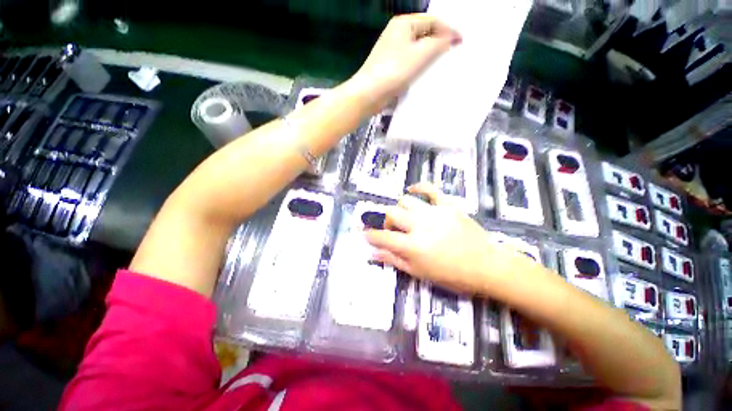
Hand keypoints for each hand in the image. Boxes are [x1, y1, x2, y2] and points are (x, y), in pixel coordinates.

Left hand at [347, 14, 460, 113]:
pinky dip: (420, 66)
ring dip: (430, 56)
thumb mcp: (421, 53)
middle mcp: (397, 34)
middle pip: (424, 34)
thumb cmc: (394, 71)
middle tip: (454, 53)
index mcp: (403, 23)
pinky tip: (426, 74)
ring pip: (417, 50)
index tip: (462, 42)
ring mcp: (392, 51)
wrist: (369, 94)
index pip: (432, 21)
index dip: (449, 30)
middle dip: (440, 42)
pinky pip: (410, 62)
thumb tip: (451, 38)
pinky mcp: (390, 67)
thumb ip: (439, 43)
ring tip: (443, 64)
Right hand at [365, 183, 503, 293]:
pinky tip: (411, 191)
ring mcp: (434, 212)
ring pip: (405, 201)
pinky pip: (429, 189)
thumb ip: (394, 260)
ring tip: (405, 218)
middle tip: (390, 229)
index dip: (371, 235)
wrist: (487, 265)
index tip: (366, 234)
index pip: (382, 237)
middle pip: (391, 214)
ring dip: (399, 209)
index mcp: (412, 246)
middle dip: (384, 221)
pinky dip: (418, 188)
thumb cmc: (452, 275)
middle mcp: (420, 226)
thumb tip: (372, 253)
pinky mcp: (447, 205)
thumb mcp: (419, 273)